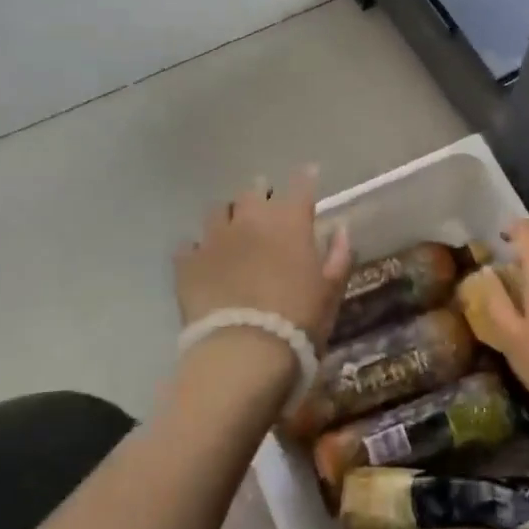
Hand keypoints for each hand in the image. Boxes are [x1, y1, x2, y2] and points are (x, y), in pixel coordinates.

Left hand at [174, 165, 353, 355]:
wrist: (243, 353)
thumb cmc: (298, 321)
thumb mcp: (330, 291)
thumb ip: (338, 256)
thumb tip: (341, 229)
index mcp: (289, 222)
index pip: (300, 185)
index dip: (305, 178)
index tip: (308, 175)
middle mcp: (250, 219)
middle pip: (253, 191)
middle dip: (261, 195)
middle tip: (266, 208)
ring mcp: (214, 238)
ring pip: (217, 211)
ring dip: (228, 216)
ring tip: (232, 230)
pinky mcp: (187, 262)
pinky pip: (189, 245)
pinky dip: (198, 249)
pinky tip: (203, 260)